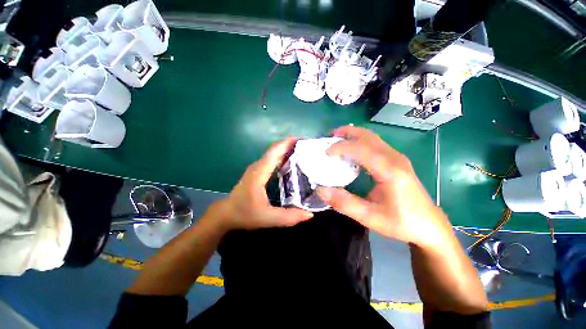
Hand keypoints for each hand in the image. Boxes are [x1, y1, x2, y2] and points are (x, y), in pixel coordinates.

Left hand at [212, 137, 313, 230]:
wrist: (226, 214)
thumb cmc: (245, 214)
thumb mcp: (267, 218)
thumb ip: (288, 217)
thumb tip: (309, 214)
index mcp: (259, 173)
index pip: (275, 152)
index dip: (288, 143)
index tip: (303, 140)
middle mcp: (258, 166)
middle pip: (275, 150)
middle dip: (290, 145)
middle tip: (308, 147)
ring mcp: (256, 168)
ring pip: (273, 154)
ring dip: (286, 150)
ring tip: (302, 153)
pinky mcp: (257, 172)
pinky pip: (271, 160)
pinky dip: (282, 158)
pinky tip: (291, 163)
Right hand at [316, 126, 451, 247]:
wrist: (429, 226)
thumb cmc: (401, 223)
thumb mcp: (370, 217)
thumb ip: (344, 203)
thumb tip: (320, 190)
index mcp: (390, 171)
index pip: (362, 149)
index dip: (341, 147)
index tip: (325, 152)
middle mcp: (395, 158)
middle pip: (368, 136)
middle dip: (347, 133)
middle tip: (329, 137)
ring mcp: (397, 157)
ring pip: (372, 137)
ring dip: (353, 135)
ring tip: (337, 140)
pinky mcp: (397, 161)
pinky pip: (376, 144)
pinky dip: (360, 142)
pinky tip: (352, 151)